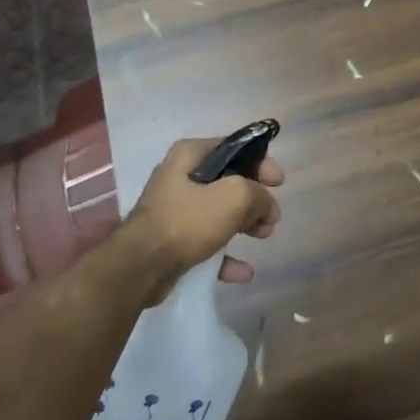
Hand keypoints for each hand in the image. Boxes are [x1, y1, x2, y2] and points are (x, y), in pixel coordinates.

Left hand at [125, 138, 284, 303]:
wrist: (140, 267)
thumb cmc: (187, 220)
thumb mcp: (234, 197)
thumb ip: (258, 194)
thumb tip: (267, 206)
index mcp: (190, 155)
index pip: (234, 148)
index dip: (261, 162)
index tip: (279, 182)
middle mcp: (180, 177)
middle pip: (228, 181)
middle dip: (255, 199)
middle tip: (272, 216)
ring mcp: (174, 210)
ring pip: (219, 212)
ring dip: (245, 224)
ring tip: (264, 236)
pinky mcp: (171, 240)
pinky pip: (206, 243)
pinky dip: (225, 255)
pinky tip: (244, 272)